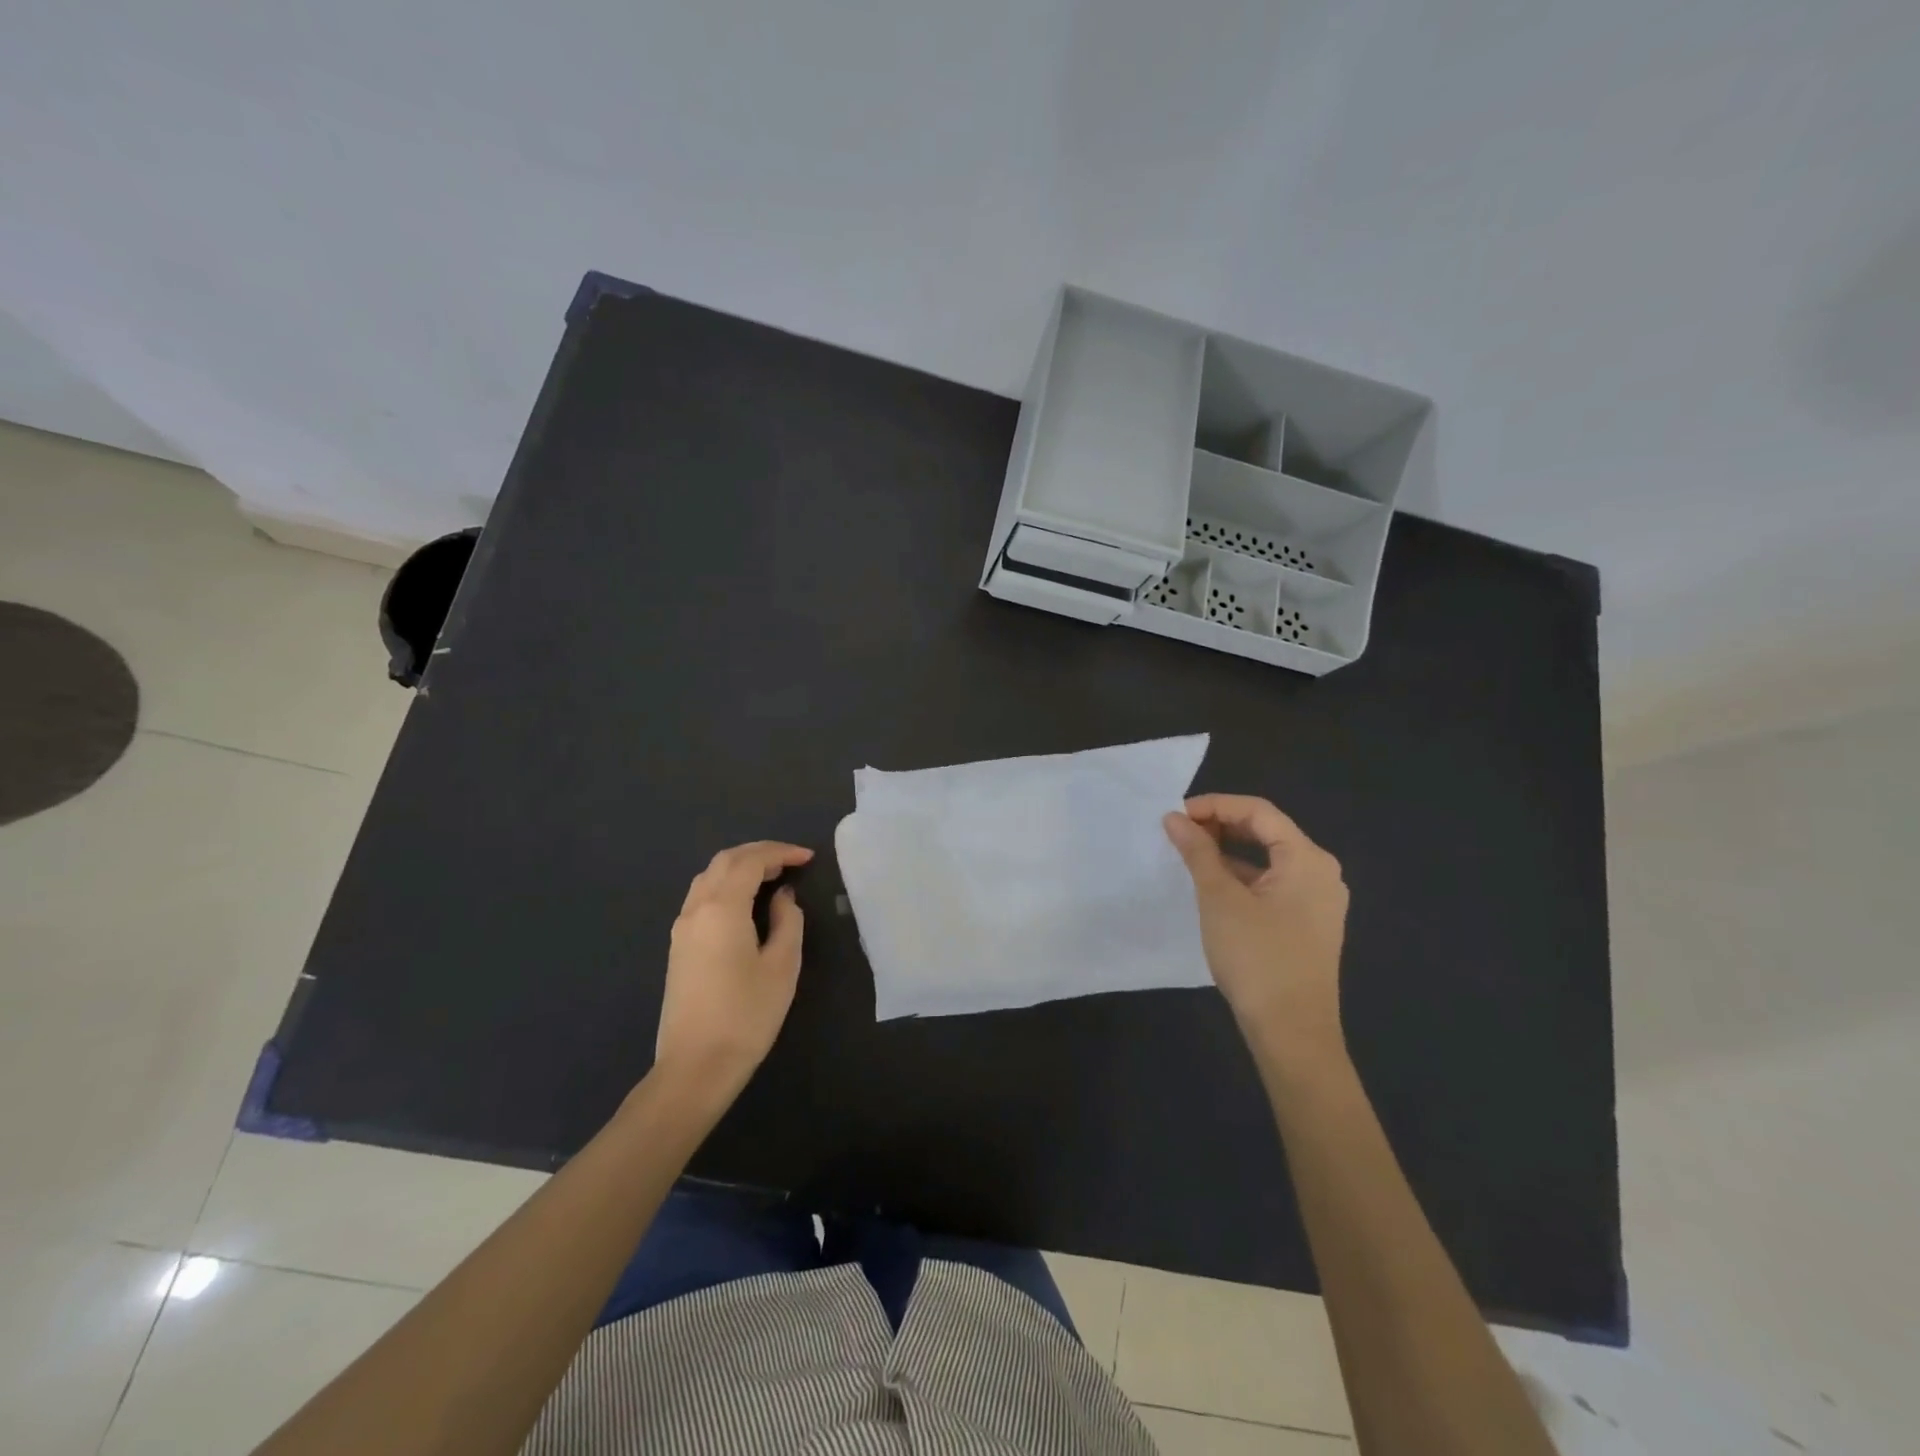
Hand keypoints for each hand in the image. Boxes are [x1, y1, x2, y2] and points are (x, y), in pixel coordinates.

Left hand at [655, 841, 812, 1094]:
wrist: (695, 1067)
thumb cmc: (746, 1015)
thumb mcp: (782, 966)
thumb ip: (787, 921)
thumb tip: (782, 897)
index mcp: (722, 907)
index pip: (750, 861)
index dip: (781, 852)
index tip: (808, 858)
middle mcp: (696, 908)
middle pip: (725, 861)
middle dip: (759, 853)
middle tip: (791, 862)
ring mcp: (682, 928)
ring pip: (709, 877)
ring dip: (740, 867)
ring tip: (772, 878)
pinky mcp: (678, 946)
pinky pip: (702, 897)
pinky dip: (726, 885)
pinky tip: (746, 903)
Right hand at [1163, 795, 1349, 1068]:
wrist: (1292, 1032)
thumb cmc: (1257, 956)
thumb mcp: (1219, 898)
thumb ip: (1198, 852)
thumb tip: (1174, 818)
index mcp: (1308, 859)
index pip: (1259, 811)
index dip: (1215, 805)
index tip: (1175, 815)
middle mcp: (1321, 873)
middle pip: (1267, 831)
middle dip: (1221, 825)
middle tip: (1179, 832)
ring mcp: (1318, 901)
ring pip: (1269, 859)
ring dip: (1229, 851)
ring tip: (1189, 854)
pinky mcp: (1309, 924)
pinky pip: (1273, 884)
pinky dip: (1242, 876)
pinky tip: (1213, 885)